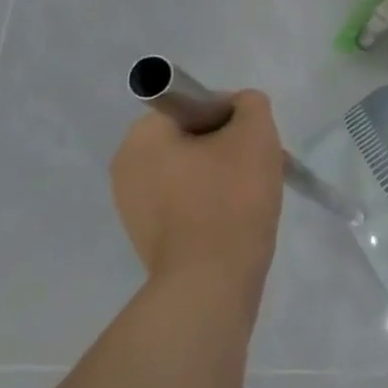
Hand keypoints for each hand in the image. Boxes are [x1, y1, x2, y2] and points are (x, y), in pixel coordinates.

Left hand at [109, 92, 284, 294]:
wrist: (211, 284)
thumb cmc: (231, 198)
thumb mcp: (254, 132)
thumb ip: (250, 104)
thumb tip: (241, 108)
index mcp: (142, 137)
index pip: (195, 104)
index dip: (232, 114)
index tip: (254, 138)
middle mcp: (126, 167)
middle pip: (194, 137)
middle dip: (230, 146)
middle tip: (260, 165)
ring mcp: (133, 207)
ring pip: (193, 171)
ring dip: (224, 175)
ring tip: (252, 195)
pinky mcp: (148, 238)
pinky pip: (187, 203)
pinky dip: (213, 203)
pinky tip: (236, 219)